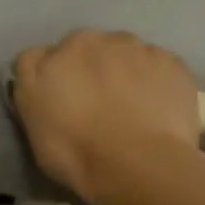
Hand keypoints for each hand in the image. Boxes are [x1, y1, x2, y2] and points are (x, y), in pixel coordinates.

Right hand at [11, 30, 199, 204]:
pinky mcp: (170, 61)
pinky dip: (155, 81)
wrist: (139, 163)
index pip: (38, 58)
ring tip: (131, 107)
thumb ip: (35, 95)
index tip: (57, 102)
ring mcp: (134, 48)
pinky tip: (157, 109)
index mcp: (51, 58)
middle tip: (96, 105)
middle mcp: (91, 41)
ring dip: (123, 70)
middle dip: (88, 69)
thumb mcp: (34, 129)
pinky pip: (157, 66)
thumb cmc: (77, 153)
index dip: (48, 79)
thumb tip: (44, 83)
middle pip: (84, 49)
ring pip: (124, 52)